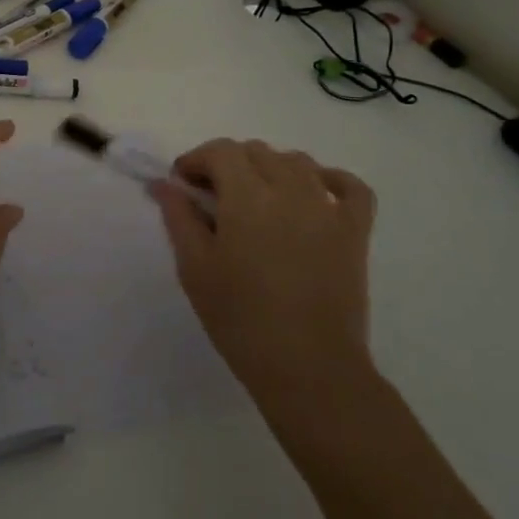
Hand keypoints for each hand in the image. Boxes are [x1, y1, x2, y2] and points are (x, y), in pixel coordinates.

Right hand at [152, 139, 376, 408]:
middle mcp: (290, 189)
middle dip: (228, 164)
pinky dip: (330, 179)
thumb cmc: (241, 319)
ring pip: (296, 161)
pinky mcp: (356, 230)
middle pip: (256, 151)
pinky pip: (350, 186)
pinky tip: (313, 192)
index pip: (221, 151)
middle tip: (213, 197)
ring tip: (256, 200)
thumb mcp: (195, 268)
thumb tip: (163, 184)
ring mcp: (328, 208)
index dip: (197, 160)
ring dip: (270, 168)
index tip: (183, 184)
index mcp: (247, 197)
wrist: (309, 368)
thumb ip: (179, 217)